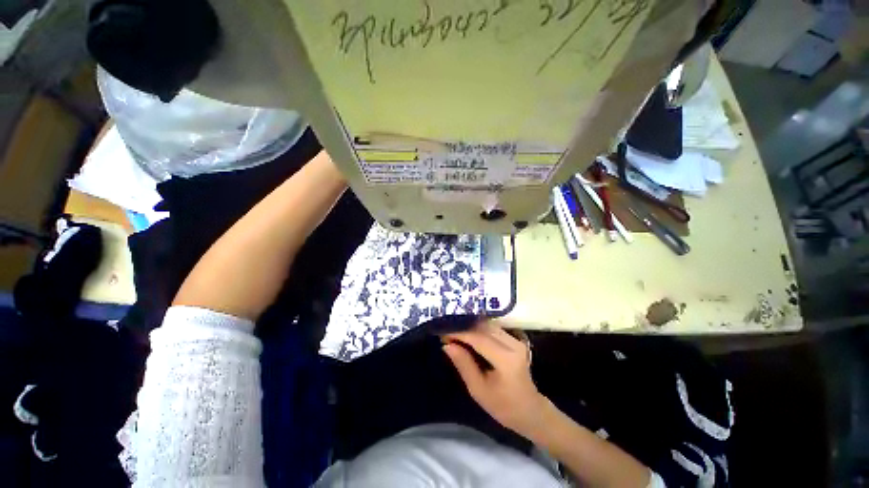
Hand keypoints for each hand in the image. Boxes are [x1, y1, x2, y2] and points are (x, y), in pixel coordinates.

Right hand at [443, 320, 546, 436]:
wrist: (529, 410)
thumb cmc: (503, 406)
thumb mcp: (478, 390)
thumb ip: (463, 364)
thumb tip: (446, 344)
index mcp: (506, 359)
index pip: (478, 338)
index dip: (459, 333)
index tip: (442, 333)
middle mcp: (513, 344)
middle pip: (483, 327)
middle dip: (463, 328)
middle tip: (446, 333)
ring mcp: (516, 340)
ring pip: (487, 324)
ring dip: (470, 327)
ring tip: (454, 333)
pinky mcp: (515, 338)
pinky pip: (492, 328)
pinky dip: (478, 329)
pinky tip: (467, 334)